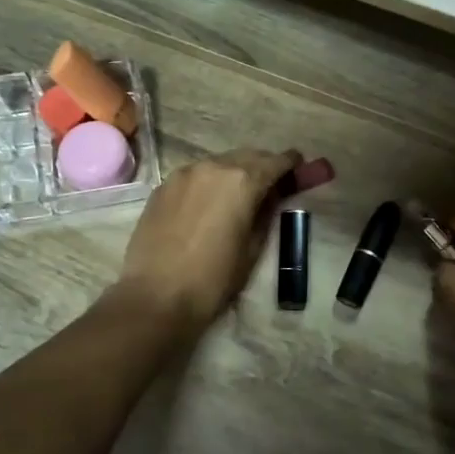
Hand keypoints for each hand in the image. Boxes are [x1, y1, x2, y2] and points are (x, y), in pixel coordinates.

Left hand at [114, 147, 301, 334]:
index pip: (275, 162)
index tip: (299, 166)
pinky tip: (208, 203)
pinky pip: (195, 176)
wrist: (155, 297)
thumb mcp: (253, 248)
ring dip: (234, 172)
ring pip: (218, 163)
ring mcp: (183, 174)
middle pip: (247, 156)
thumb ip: (265, 214)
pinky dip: (209, 182)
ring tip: (239, 194)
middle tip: (272, 183)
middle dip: (262, 165)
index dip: (291, 163)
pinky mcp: (162, 187)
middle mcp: (213, 166)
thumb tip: (271, 197)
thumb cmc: (213, 279)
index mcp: (242, 181)